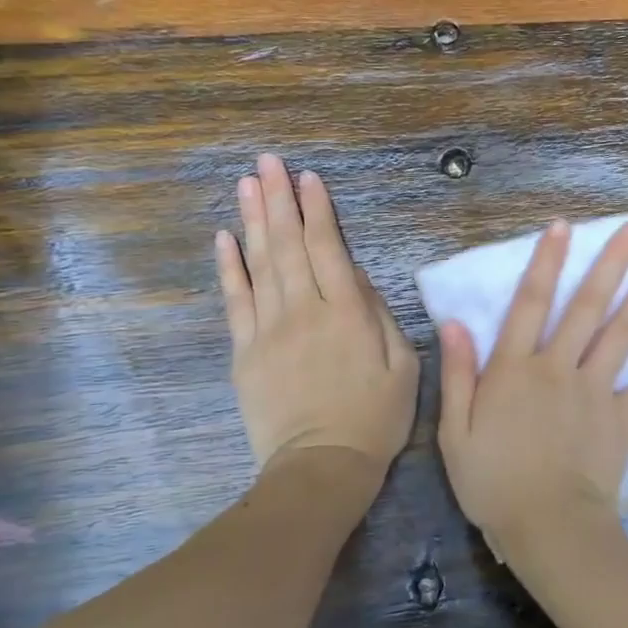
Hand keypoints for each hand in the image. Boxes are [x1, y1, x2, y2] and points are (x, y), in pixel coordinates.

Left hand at [216, 155, 417, 479]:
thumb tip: (354, 276)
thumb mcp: (402, 367)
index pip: (328, 249)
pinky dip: (230, 267)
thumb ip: (379, 315)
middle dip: (279, 199)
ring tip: (246, 183)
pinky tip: (225, 238)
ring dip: (253, 220)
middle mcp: (304, 311)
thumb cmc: (374, 418)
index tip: (308, 178)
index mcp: (346, 313)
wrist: (321, 466)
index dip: (318, 211)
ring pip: (260, 264)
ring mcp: (269, 330)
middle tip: (268, 161)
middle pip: (289, 245)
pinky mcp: (245, 352)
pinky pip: (235, 301)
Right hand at [436, 218, 627, 563]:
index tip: (563, 227)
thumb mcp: (455, 431)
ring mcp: (596, 390)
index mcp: (515, 370)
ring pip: (623, 332)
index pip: (530, 304)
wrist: (547, 528)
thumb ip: (457, 374)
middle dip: (610, 263)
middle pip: (587, 306)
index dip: (545, 262)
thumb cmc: (492, 483)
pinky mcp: (624, 417)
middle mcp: (559, 368)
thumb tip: (455, 323)